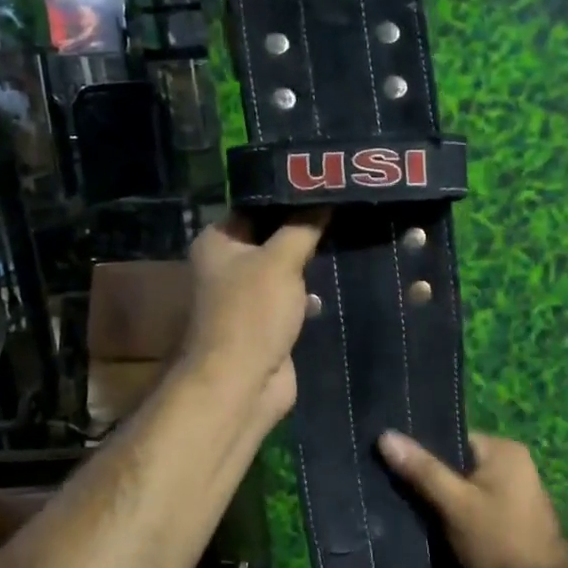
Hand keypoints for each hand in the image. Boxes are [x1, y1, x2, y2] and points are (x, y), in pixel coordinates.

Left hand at [179, 210, 327, 432]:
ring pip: (284, 270)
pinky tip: (338, 280)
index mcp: (218, 241)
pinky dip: (310, 293)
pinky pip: (292, 299)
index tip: (325, 184)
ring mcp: (246, 297)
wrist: (242, 383)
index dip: (289, 196)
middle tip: (344, 209)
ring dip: (310, 262)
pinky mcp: (266, 323)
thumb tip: (325, 197)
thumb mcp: (281, 260)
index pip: (256, 206)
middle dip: (305, 229)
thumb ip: (303, 227)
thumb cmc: (253, 313)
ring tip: (348, 238)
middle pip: (271, 237)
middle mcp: (227, 266)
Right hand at [377, 431, 567, 567]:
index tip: (388, 464)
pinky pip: (471, 507)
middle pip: (455, 463)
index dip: (420, 451)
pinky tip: (426, 528)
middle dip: (426, 478)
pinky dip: (452, 516)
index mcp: (502, 449)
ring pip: (461, 488)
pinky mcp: (508, 519)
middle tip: (389, 489)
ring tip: (401, 509)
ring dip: (438, 501)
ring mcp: (512, 493)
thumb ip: (422, 470)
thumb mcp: (456, 504)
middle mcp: (511, 464)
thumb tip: (386, 436)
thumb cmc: (501, 541)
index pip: (451, 438)